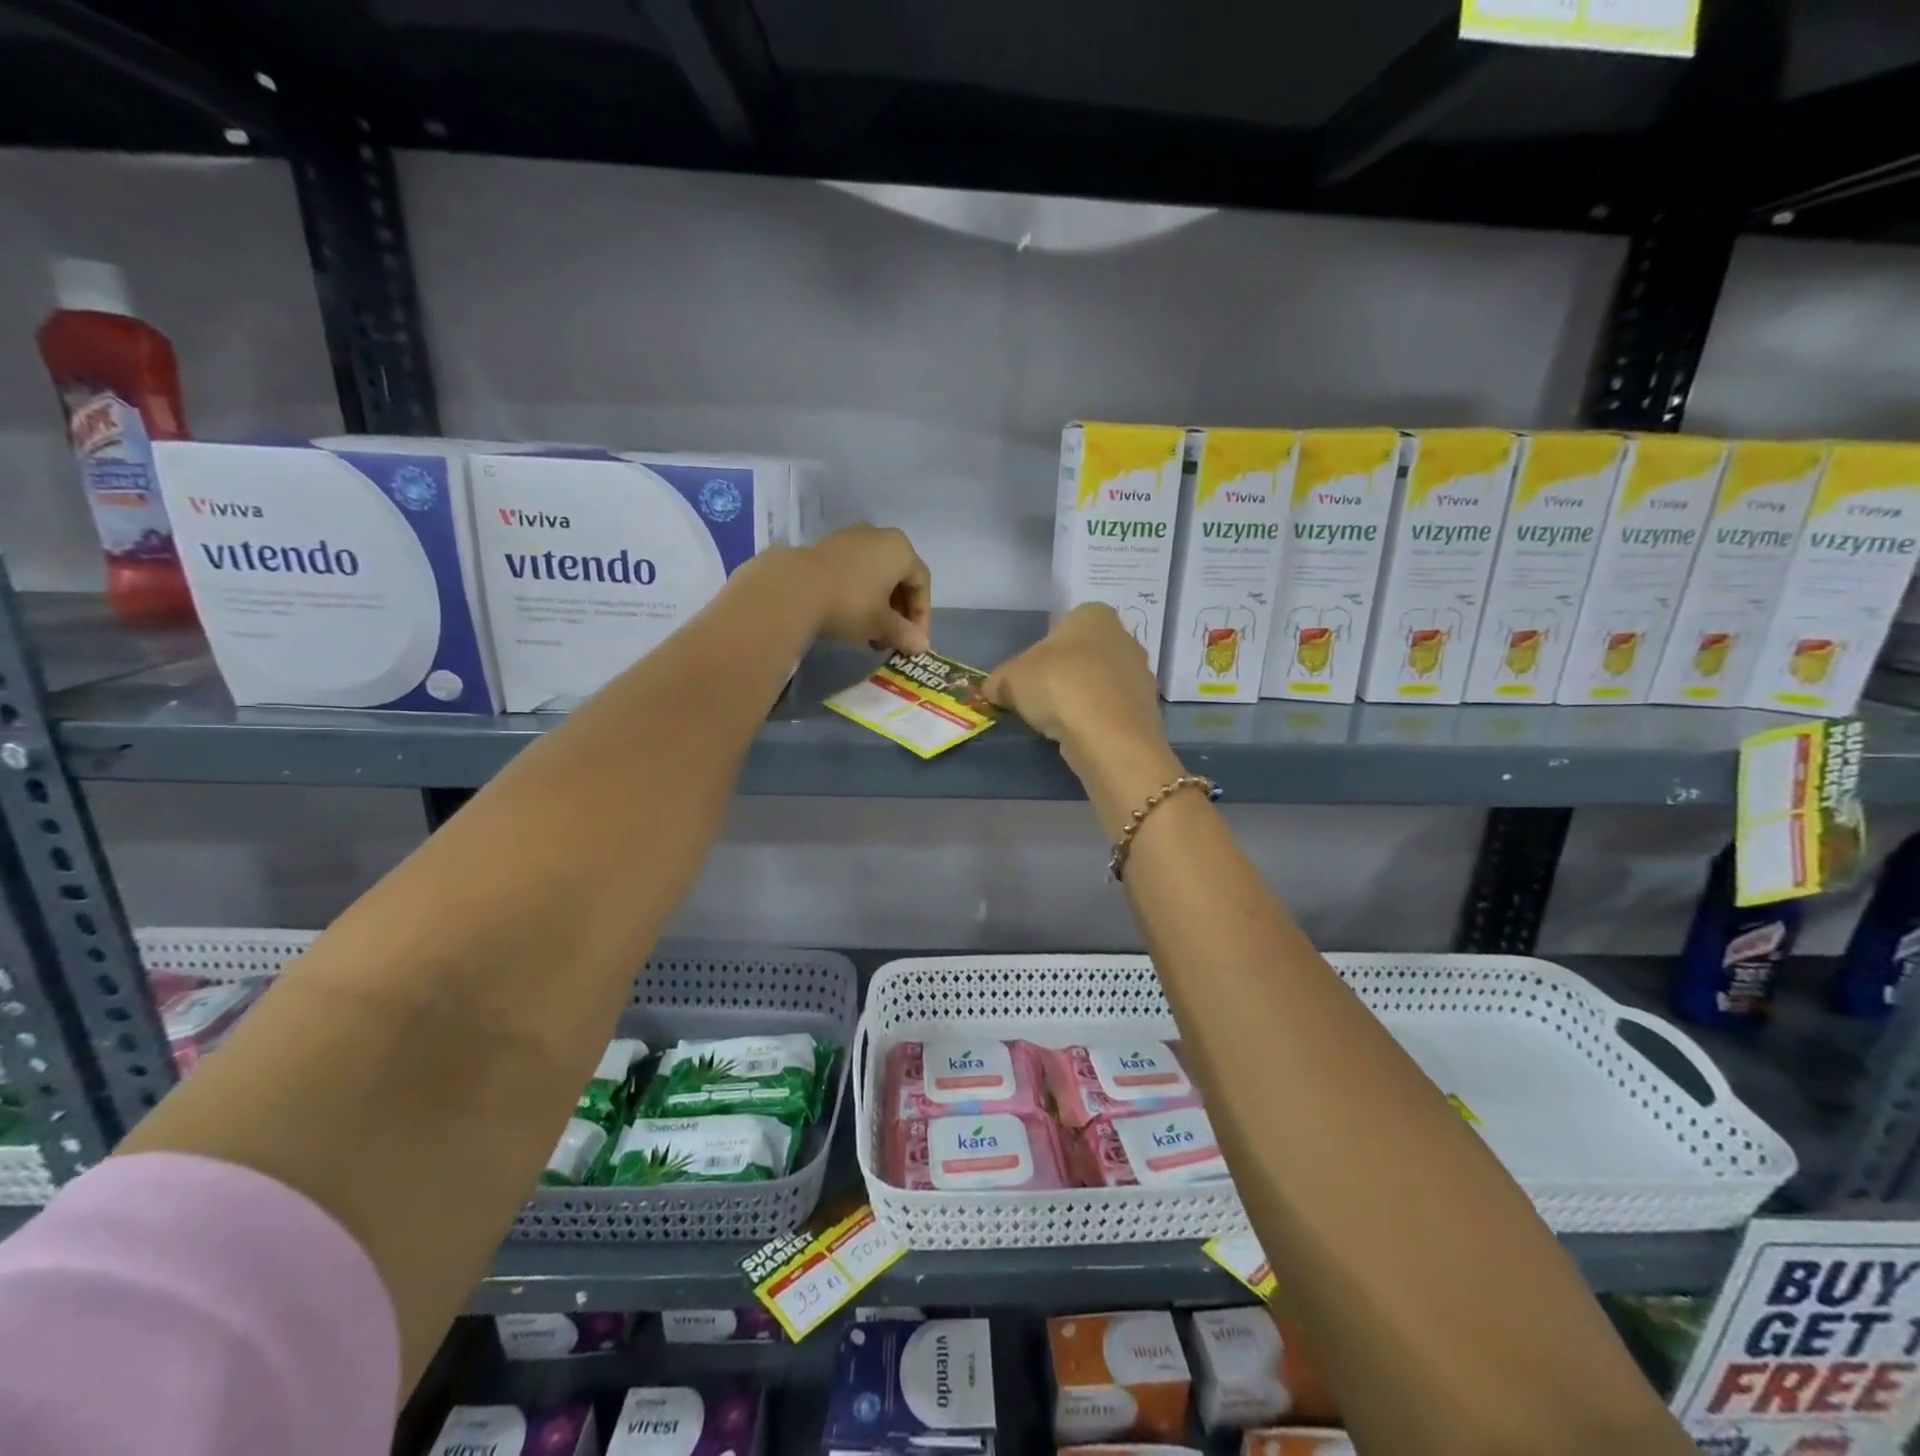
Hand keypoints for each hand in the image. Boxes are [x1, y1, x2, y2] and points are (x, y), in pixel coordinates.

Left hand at [800, 525, 931, 654]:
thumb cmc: (850, 603)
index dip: (922, 616)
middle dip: (899, 612)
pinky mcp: (825, 547)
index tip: (914, 641)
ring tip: (871, 633)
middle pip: (898, 577)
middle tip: (893, 639)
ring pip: (875, 575)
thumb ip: (905, 633)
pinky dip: (859, 594)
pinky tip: (849, 618)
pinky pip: (853, 571)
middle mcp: (878, 536)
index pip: (921, 583)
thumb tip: (922, 645)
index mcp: (900, 549)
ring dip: (879, 605)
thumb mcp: (881, 624)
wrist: (793, 588)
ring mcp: (849, 538)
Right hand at [985, 604, 1163, 751]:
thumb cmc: (1056, 686)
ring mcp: (1140, 673)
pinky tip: (1081, 735)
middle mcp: (1124, 636)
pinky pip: (1112, 710)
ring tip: (1060, 723)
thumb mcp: (1009, 679)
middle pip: (1083, 655)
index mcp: (1093, 614)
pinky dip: (1096, 720)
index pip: (1062, 626)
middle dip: (1064, 675)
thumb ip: (998, 681)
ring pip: (1100, 683)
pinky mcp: (1147, 708)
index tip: (1029, 678)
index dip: (1041, 653)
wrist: (1107, 733)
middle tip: (1041, 700)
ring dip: (1081, 699)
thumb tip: (992, 690)